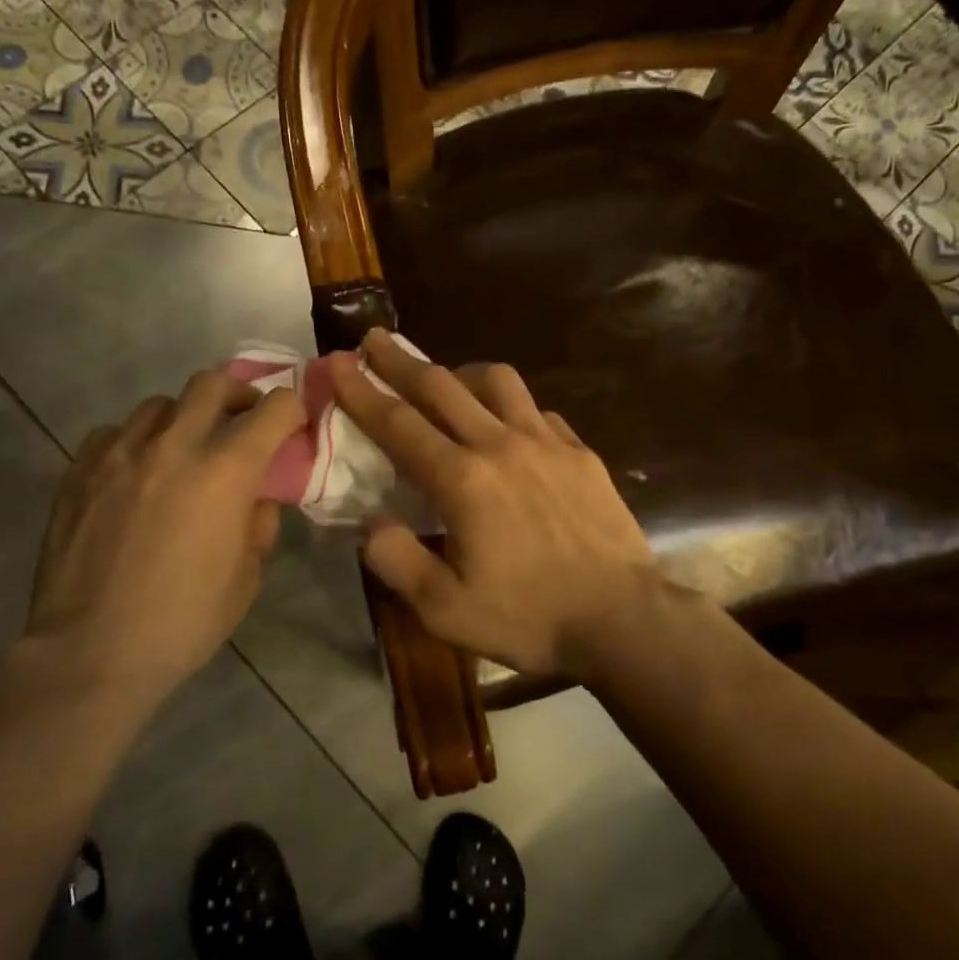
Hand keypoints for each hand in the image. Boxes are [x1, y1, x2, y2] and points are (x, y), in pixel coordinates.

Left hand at [22, 371, 303, 701]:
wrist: (92, 651)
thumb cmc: (185, 620)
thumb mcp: (247, 577)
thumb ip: (258, 524)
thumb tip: (254, 498)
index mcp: (226, 470)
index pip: (273, 408)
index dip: (291, 409)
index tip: (292, 423)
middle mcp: (174, 445)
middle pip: (212, 384)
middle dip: (238, 394)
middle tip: (242, 422)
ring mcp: (120, 453)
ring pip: (160, 405)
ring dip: (184, 419)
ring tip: (182, 451)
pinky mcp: (79, 471)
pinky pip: (114, 433)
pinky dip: (135, 442)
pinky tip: (135, 474)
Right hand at [328, 330, 660, 678]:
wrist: (621, 619)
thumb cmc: (529, 619)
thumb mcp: (445, 610)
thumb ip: (398, 561)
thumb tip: (371, 523)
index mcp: (463, 481)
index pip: (399, 423)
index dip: (362, 391)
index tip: (337, 363)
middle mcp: (501, 445)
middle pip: (442, 386)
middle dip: (400, 361)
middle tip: (374, 340)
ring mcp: (547, 443)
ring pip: (497, 382)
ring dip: (461, 373)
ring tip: (446, 381)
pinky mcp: (580, 452)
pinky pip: (537, 410)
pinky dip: (511, 407)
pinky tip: (509, 427)